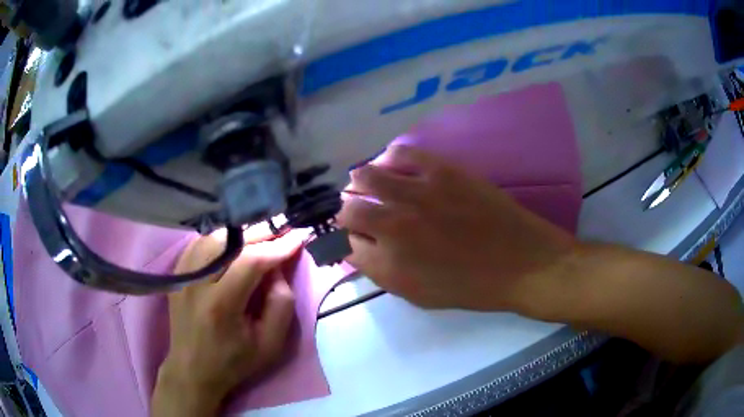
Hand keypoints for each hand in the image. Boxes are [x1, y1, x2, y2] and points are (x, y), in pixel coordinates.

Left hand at [152, 230, 302, 416]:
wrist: (193, 369)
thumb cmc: (234, 362)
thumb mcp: (270, 345)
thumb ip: (281, 305)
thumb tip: (278, 270)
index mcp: (221, 305)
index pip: (251, 261)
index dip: (278, 246)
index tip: (299, 236)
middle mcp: (197, 283)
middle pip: (230, 242)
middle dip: (262, 233)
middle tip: (284, 229)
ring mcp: (183, 276)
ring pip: (213, 237)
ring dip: (241, 233)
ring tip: (262, 236)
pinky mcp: (177, 274)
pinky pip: (199, 243)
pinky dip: (220, 238)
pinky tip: (234, 243)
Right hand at [337, 145, 575, 311]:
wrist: (520, 262)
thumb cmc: (471, 287)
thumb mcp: (418, 295)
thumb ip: (380, 272)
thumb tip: (356, 248)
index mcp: (389, 263)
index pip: (346, 243)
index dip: (348, 239)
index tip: (357, 237)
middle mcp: (394, 225)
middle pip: (347, 208)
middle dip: (348, 211)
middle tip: (360, 211)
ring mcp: (417, 193)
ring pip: (365, 176)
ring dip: (360, 183)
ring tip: (369, 185)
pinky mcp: (441, 170)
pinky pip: (399, 153)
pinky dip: (387, 158)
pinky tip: (392, 165)